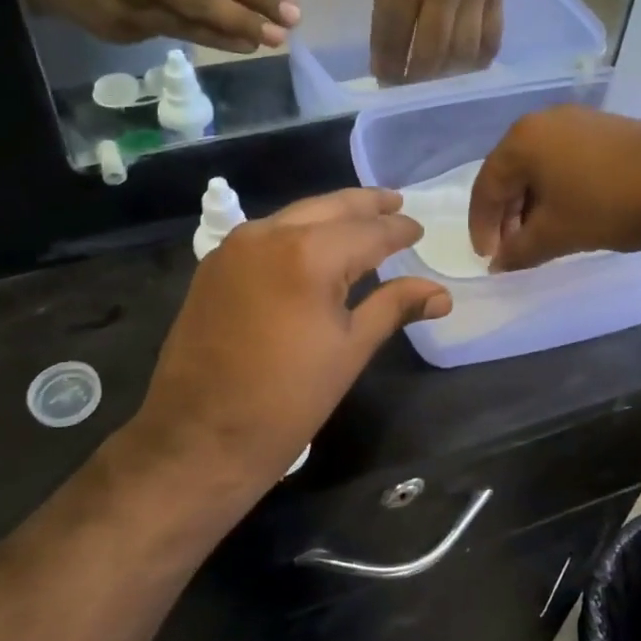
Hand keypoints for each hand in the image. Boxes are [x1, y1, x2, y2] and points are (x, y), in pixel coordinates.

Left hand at [123, 189, 451, 509]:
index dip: (398, 229)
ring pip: (295, 215)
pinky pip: (266, 235)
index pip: (369, 231)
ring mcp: (234, 247)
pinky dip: (296, 232)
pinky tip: (313, 245)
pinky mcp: (213, 265)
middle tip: (395, 203)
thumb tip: (441, 293)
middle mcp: (269, 234)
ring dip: (330, 215)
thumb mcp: (351, 351)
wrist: (199, 437)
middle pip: (329, 208)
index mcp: (309, 254)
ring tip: (361, 221)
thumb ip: (394, 307)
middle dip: (366, 205)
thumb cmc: (287, 400)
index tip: (419, 229)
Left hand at [371, 0, 501, 83]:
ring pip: (463, 52)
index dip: (388, 68)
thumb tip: (389, 67)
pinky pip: (492, 38)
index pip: (395, 38)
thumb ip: (388, 18)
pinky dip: (477, 61)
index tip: (385, 83)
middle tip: (409, 88)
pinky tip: (466, 69)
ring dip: (446, 75)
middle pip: (431, 53)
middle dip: (416, 79)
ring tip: (435, 81)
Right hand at [469, 107, 640, 270]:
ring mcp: (576, 120)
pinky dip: (557, 189)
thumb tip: (498, 265)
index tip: (489, 259)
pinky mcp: (604, 128)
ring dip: (532, 204)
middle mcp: (543, 121)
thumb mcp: (556, 235)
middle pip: (510, 174)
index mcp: (521, 140)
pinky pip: (564, 160)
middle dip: (507, 215)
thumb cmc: (608, 206)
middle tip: (513, 249)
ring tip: (540, 236)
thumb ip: (518, 251)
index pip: (486, 187)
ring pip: (538, 167)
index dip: (482, 227)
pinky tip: (568, 213)